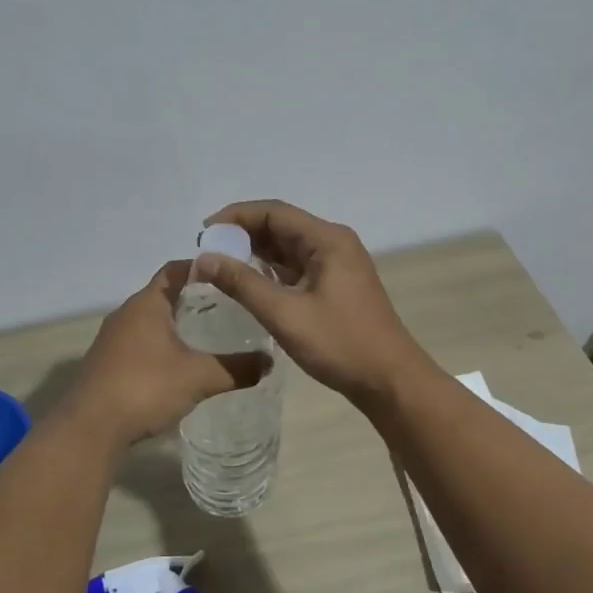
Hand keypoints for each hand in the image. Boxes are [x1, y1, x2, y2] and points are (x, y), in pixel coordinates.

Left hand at [64, 261, 270, 443]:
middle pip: (163, 294)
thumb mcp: (199, 376)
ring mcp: (112, 339)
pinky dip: (160, 345)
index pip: (175, 270)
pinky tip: (179, 365)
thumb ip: (236, 368)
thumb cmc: (146, 387)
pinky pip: (139, 343)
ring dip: (175, 324)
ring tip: (208, 336)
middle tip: (228, 307)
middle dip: (193, 299)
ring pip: (150, 321)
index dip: (201, 268)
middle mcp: (126, 313)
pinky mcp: (106, 362)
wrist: (90, 428)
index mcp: (147, 303)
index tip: (228, 275)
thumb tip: (269, 362)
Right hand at [193, 200, 429, 405]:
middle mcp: (333, 242)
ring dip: (254, 252)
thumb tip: (203, 258)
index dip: (235, 217)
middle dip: (242, 234)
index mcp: (326, 239)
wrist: (389, 380)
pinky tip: (246, 282)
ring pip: (287, 247)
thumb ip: (242, 283)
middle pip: (280, 225)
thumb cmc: (340, 343)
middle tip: (206, 252)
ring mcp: (336, 263)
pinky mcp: (335, 284)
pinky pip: (296, 266)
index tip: (203, 233)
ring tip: (219, 265)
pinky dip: (270, 270)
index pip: (273, 212)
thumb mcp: (285, 314)